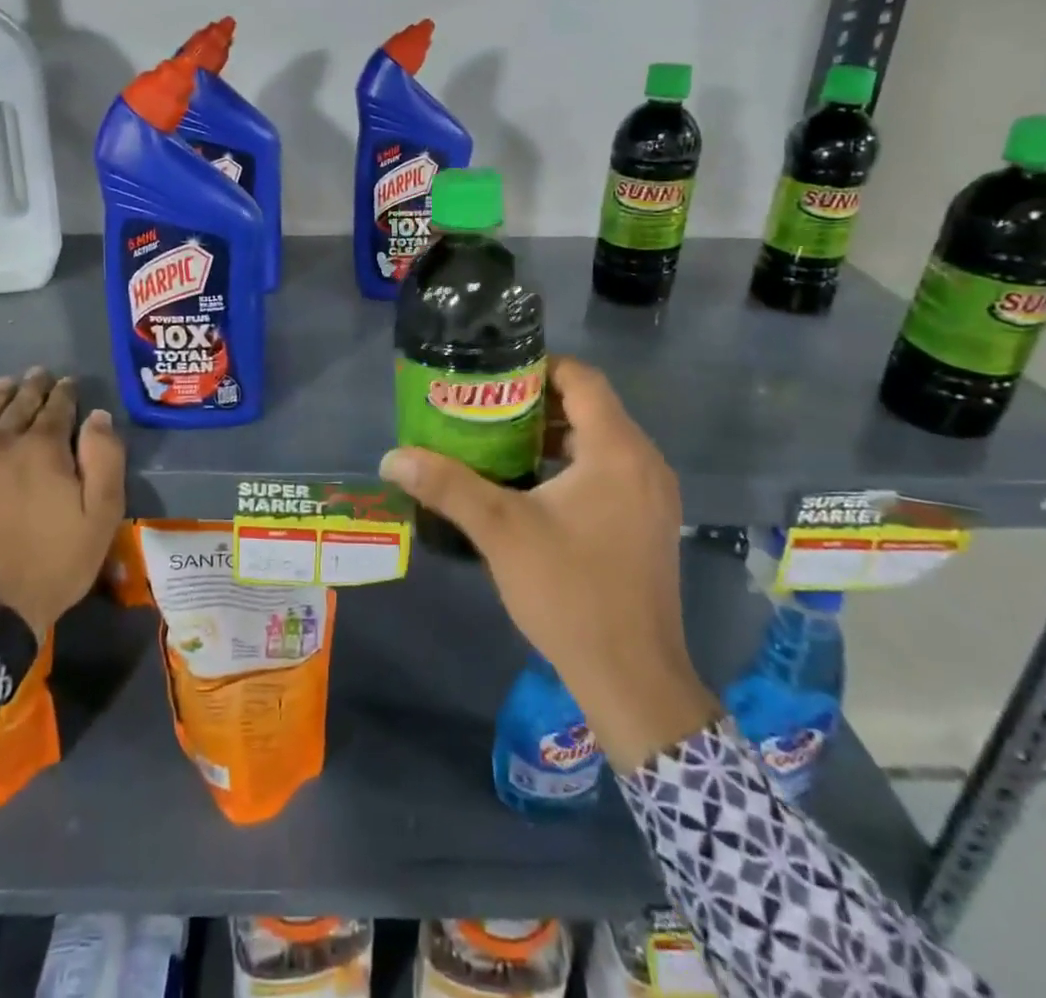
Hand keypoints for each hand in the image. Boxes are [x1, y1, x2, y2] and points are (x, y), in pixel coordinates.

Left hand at [0, 368, 125, 635]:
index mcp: (44, 448)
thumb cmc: (51, 564)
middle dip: (33, 388)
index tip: (68, 384)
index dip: (65, 393)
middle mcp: (0, 442)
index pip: (57, 408)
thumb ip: (105, 460)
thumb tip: (98, 417)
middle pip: (19, 405)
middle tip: (38, 375)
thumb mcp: (100, 516)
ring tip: (6, 384)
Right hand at [380, 355, 719, 769]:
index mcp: (617, 450)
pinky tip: (532, 489)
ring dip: (554, 435)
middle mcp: (644, 461)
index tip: (493, 376)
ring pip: (601, 441)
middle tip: (484, 410)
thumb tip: (393, 457)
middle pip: (590, 407)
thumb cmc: (569, 591)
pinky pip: (611, 471)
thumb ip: (447, 486)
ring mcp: (653, 495)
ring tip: (499, 444)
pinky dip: (574, 465)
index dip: (537, 367)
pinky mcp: (651, 523)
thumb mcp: (500, 531)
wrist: (633, 678)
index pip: (581, 378)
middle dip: (536, 403)